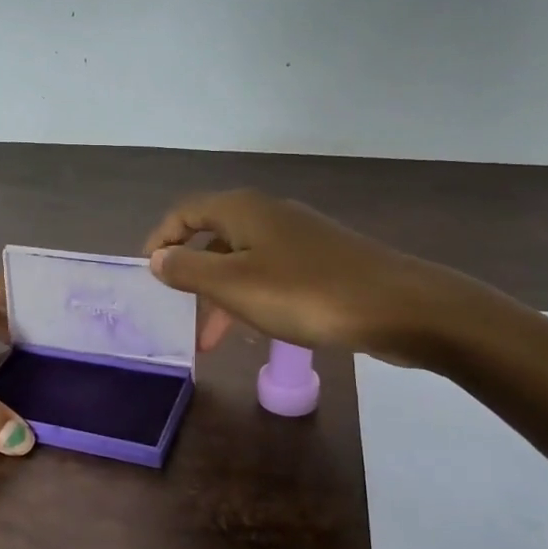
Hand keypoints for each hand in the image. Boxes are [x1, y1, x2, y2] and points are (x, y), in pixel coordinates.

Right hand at [142, 189, 459, 363]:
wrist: (400, 307)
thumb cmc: (306, 294)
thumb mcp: (234, 285)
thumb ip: (189, 269)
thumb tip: (157, 258)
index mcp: (243, 210)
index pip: (185, 212)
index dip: (161, 239)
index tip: (147, 273)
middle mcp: (269, 214)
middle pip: (214, 235)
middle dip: (191, 272)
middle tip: (176, 308)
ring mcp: (300, 237)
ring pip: (243, 260)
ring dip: (221, 294)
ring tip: (212, 339)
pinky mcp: (323, 262)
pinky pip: (272, 274)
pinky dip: (253, 297)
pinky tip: (257, 328)